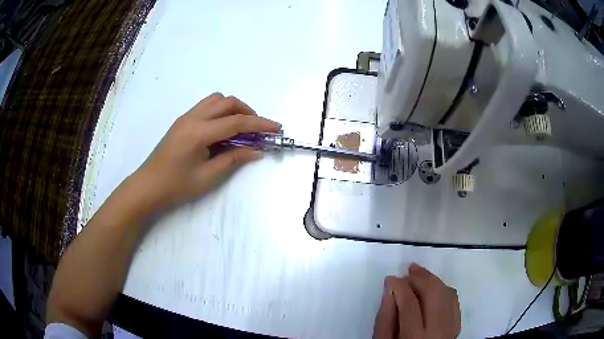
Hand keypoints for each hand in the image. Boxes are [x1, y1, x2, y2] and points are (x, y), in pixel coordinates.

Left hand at [132, 93, 280, 210]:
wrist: (148, 186)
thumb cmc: (176, 186)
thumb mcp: (208, 176)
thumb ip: (233, 159)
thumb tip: (257, 150)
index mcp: (199, 133)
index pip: (236, 122)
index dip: (259, 124)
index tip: (277, 128)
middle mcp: (192, 118)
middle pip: (227, 102)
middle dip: (247, 112)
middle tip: (258, 130)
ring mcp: (185, 117)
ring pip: (216, 100)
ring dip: (233, 108)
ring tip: (241, 127)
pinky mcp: (182, 121)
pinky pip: (206, 106)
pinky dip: (220, 111)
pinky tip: (222, 129)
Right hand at [373, 263, 460, 338]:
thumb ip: (385, 317)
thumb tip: (390, 288)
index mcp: (415, 337)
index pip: (410, 303)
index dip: (399, 286)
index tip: (390, 279)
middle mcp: (438, 330)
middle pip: (434, 293)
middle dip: (420, 277)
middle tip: (408, 270)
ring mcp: (452, 327)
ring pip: (447, 293)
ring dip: (433, 279)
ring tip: (418, 273)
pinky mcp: (457, 326)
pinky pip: (454, 300)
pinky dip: (444, 289)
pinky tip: (433, 287)